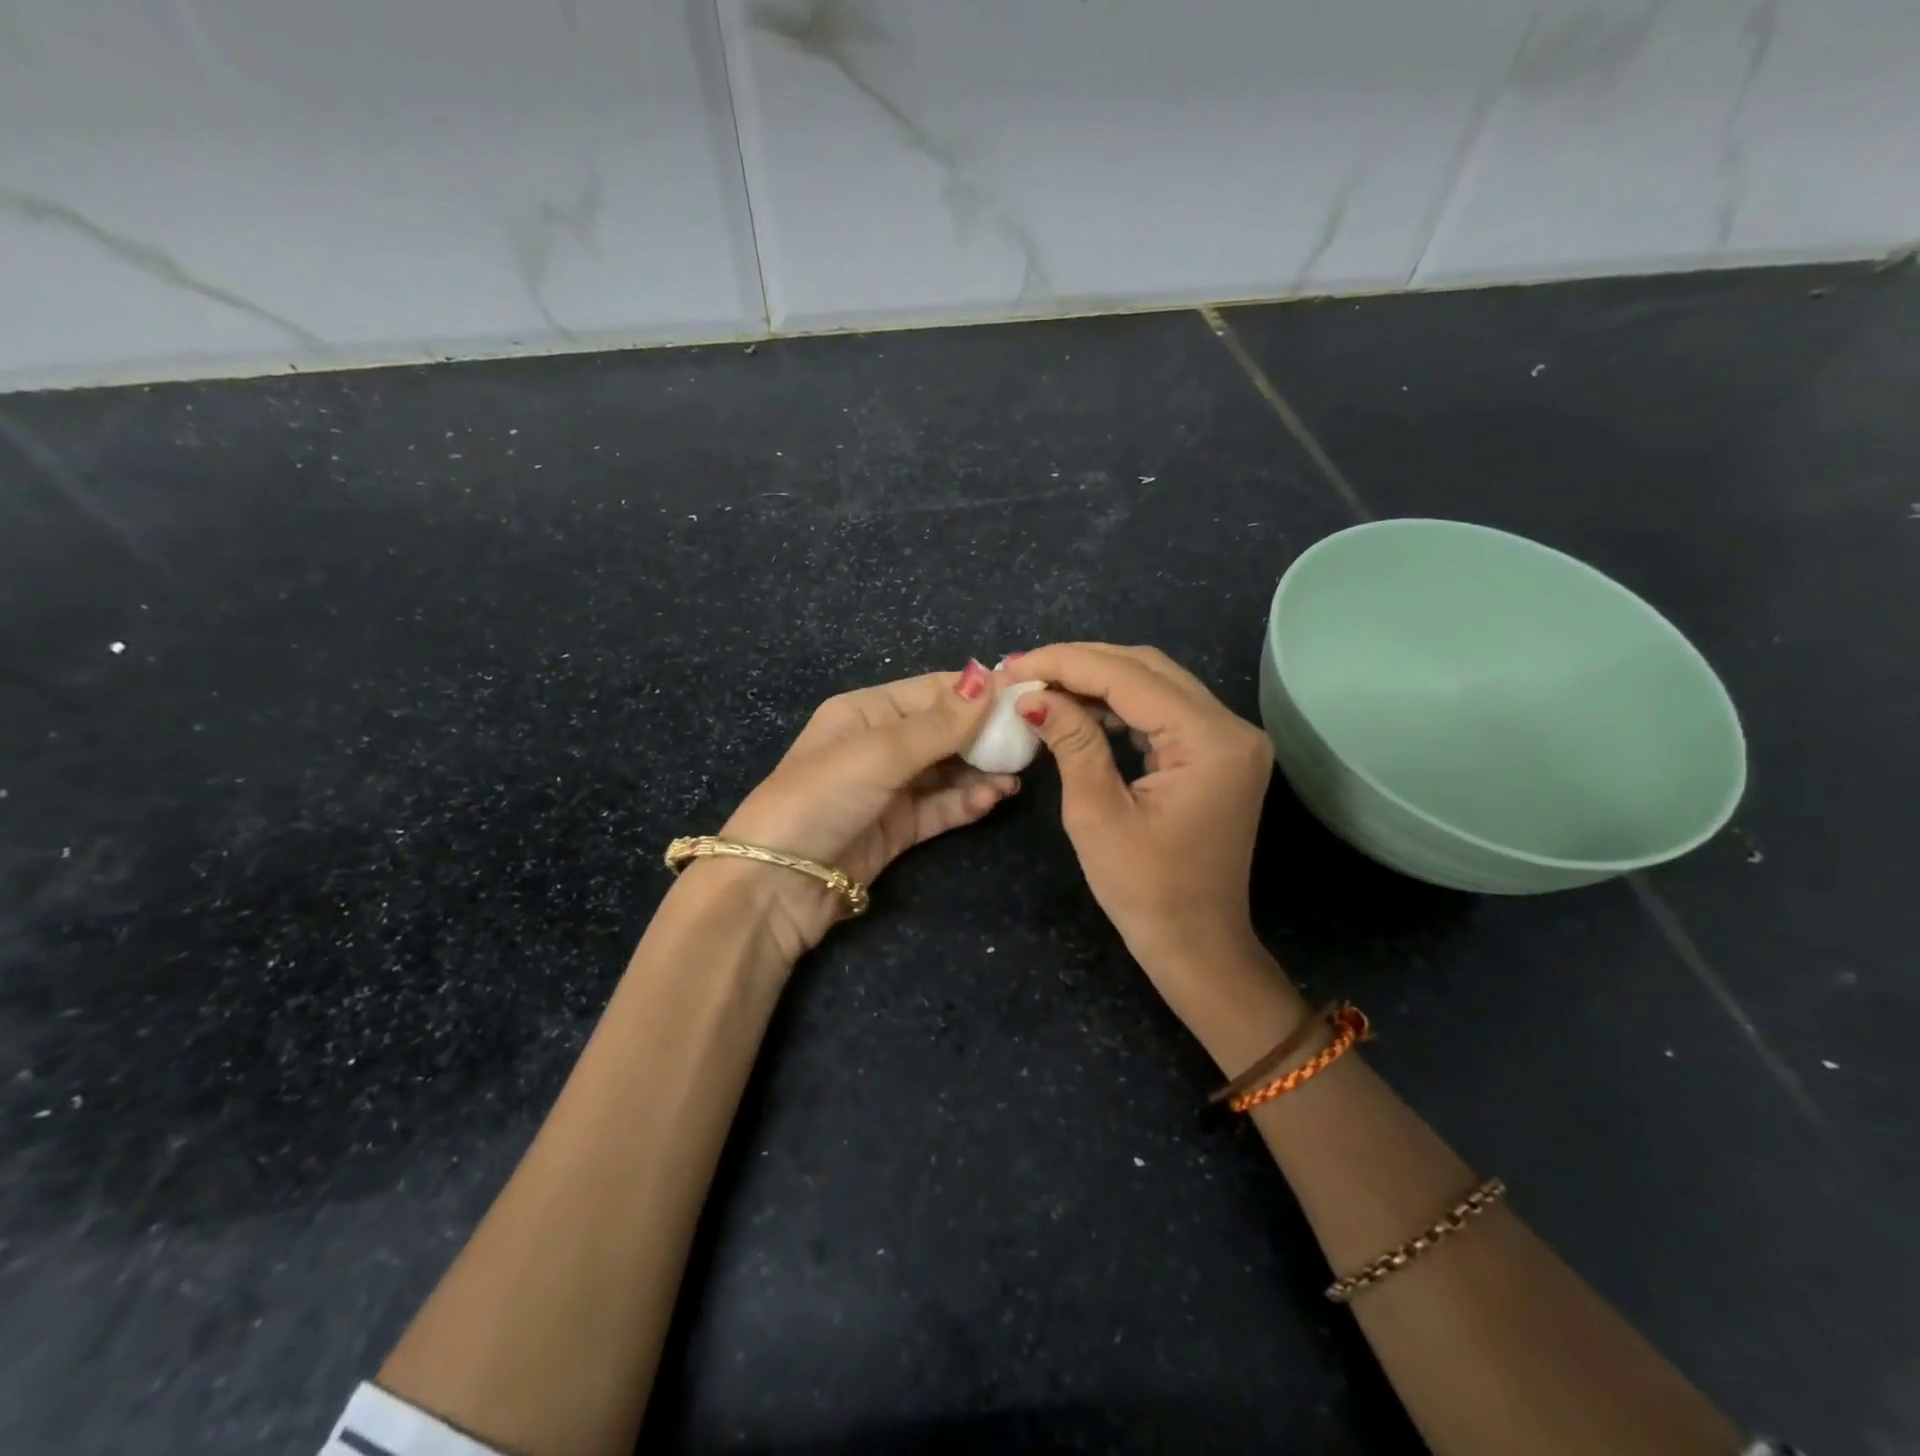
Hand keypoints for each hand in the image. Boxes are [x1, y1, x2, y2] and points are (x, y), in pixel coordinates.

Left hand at [711, 661, 1018, 957]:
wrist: (776, 884)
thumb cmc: (822, 797)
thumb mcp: (880, 752)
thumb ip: (940, 722)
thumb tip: (991, 674)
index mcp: (865, 712)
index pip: (933, 692)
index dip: (978, 692)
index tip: (1026, 694)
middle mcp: (878, 745)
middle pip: (944, 731)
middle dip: (984, 735)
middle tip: (1030, 741)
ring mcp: (888, 789)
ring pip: (947, 771)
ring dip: (980, 771)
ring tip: (1015, 776)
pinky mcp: (897, 829)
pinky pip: (941, 807)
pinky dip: (967, 802)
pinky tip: (993, 798)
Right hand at [1013, 643, 1294, 1038]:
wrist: (1197, 945)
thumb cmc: (1145, 892)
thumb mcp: (1096, 815)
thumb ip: (1071, 742)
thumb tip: (1031, 696)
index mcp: (1210, 741)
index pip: (1130, 677)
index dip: (1066, 663)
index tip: (1013, 666)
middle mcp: (1230, 727)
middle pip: (1148, 668)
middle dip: (1080, 664)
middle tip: (1022, 672)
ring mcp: (1228, 739)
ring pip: (1156, 683)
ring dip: (1098, 679)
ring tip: (1042, 686)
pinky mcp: (1216, 753)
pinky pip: (1163, 711)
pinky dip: (1120, 704)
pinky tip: (1080, 708)